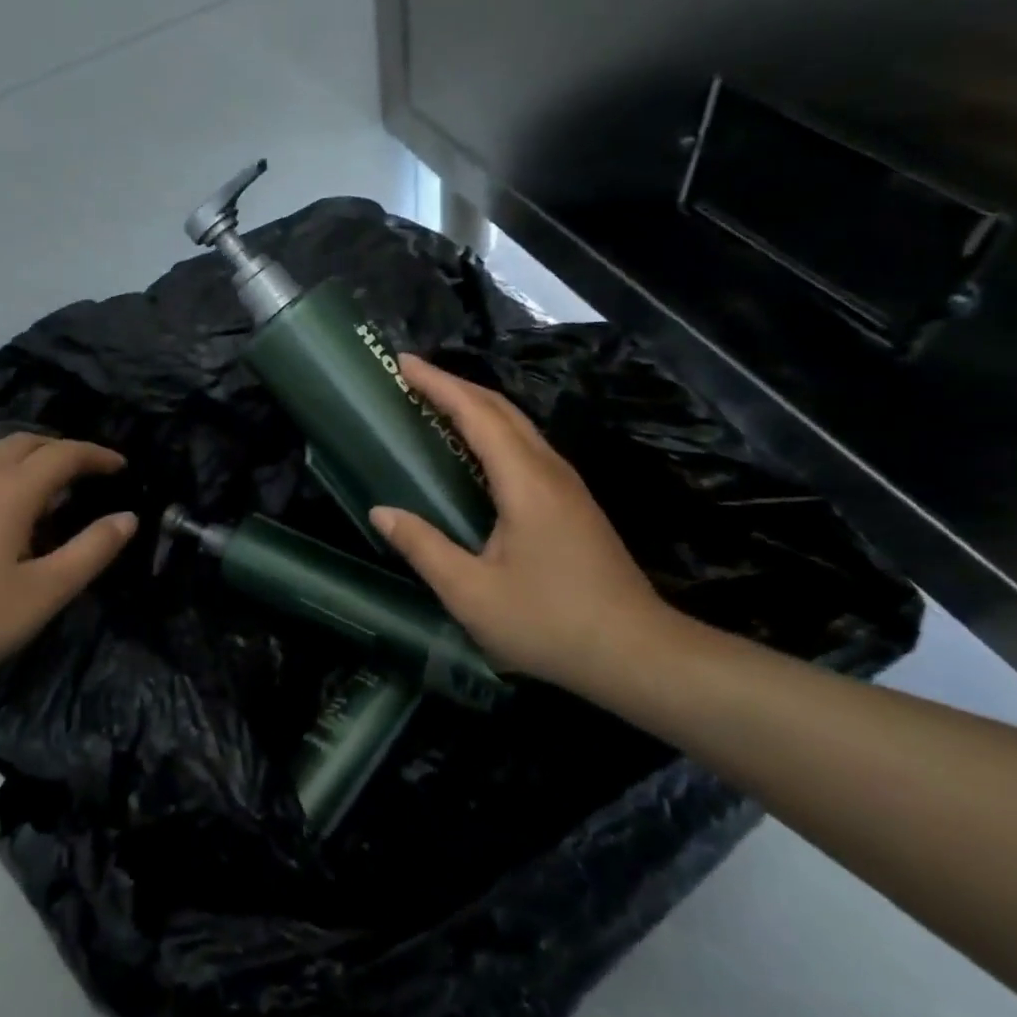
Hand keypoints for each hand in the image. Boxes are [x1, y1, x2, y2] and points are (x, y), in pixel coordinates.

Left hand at [0, 433, 134, 698]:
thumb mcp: (41, 595)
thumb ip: (89, 552)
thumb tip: (128, 517)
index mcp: (8, 493)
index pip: (62, 454)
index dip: (96, 455)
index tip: (121, 467)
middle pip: (24, 442)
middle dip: (62, 449)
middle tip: (87, 474)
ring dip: (28, 460)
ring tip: (48, 492)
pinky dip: (0, 476)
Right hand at [369, 355, 682, 693]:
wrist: (636, 653)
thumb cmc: (549, 623)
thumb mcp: (471, 593)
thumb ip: (423, 548)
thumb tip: (381, 511)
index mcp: (525, 481)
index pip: (476, 413)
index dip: (438, 384)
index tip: (403, 362)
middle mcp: (550, 470)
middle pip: (501, 409)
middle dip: (455, 385)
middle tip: (412, 376)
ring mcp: (567, 485)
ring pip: (518, 426)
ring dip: (476, 406)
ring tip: (436, 403)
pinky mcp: (573, 503)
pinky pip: (526, 447)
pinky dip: (493, 432)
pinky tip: (476, 451)